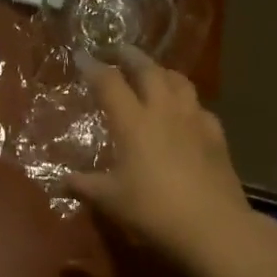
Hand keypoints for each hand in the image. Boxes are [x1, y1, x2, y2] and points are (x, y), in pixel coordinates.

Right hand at [68, 54, 254, 269]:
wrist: (213, 226)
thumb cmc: (154, 210)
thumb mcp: (111, 200)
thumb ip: (85, 186)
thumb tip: (60, 181)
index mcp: (133, 122)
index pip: (109, 82)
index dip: (94, 66)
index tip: (83, 55)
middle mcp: (163, 111)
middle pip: (148, 70)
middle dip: (131, 56)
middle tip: (120, 51)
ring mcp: (193, 120)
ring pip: (179, 81)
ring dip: (163, 71)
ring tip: (154, 73)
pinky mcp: (216, 135)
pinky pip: (199, 107)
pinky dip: (187, 101)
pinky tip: (185, 112)